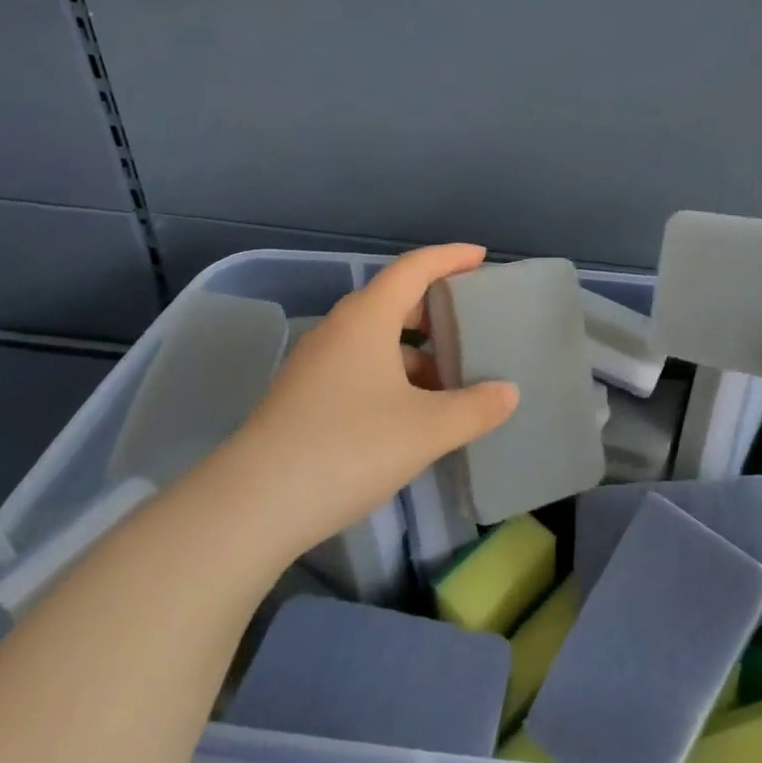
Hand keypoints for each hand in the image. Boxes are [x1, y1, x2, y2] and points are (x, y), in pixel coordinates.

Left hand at [218, 243, 518, 559]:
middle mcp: (339, 331)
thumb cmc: (349, 447)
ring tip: (450, 381)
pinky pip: (359, 368)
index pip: (414, 268)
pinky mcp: (303, 398)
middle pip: (393, 301)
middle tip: (471, 323)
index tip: (481, 256)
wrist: (253, 505)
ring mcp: (315, 365)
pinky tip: (411, 414)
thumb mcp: (426, 429)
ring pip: (375, 340)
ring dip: (415, 352)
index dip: (450, 257)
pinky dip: (392, 377)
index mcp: (367, 319)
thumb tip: (508, 392)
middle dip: (435, 308)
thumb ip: (475, 408)